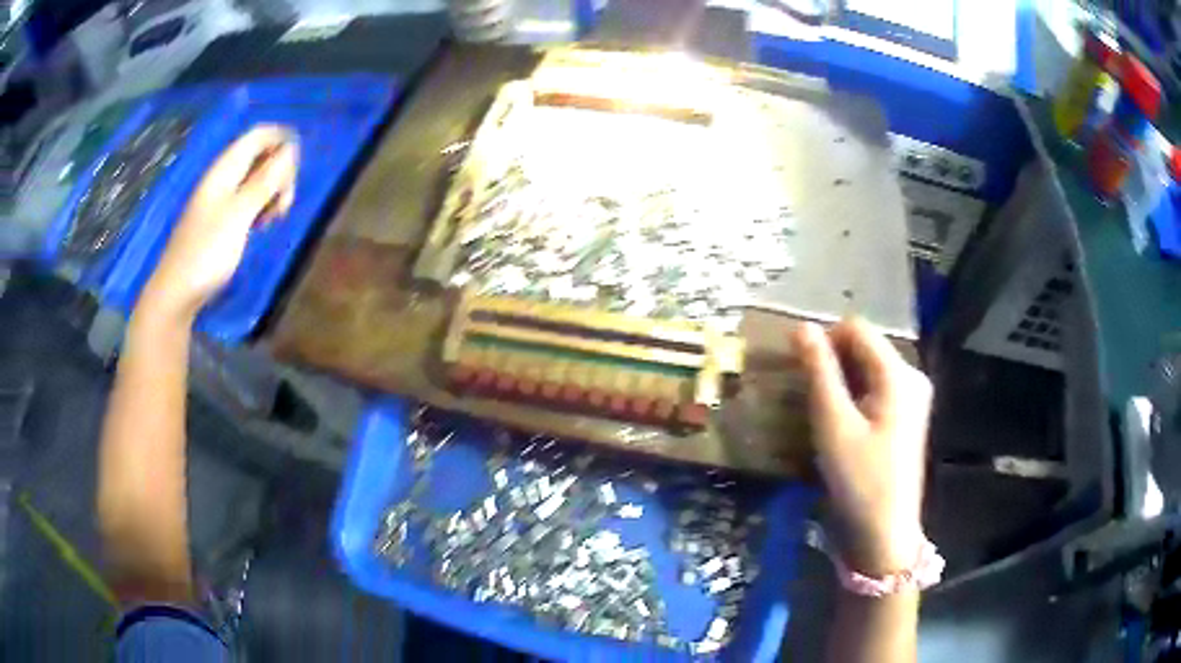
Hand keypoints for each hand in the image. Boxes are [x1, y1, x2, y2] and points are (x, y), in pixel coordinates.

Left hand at [138, 125, 297, 324]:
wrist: (177, 293)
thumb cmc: (207, 253)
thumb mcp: (239, 215)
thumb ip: (264, 181)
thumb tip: (290, 150)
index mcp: (225, 169)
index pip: (260, 135)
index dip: (282, 141)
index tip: (296, 171)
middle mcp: (224, 177)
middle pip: (261, 155)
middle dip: (280, 172)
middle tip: (283, 204)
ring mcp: (221, 198)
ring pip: (257, 179)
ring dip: (272, 192)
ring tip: (274, 219)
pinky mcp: (222, 219)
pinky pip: (248, 200)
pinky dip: (261, 207)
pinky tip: (262, 226)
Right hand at [793, 319, 932, 574]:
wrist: (885, 533)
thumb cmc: (859, 479)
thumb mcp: (834, 424)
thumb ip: (819, 372)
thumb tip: (801, 327)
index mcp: (898, 373)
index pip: (856, 328)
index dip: (825, 340)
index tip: (801, 373)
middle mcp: (911, 376)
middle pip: (864, 347)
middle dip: (833, 363)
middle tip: (808, 398)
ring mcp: (912, 397)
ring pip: (868, 368)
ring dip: (841, 382)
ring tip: (821, 414)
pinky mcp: (907, 416)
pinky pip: (876, 389)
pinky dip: (854, 397)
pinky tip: (841, 425)